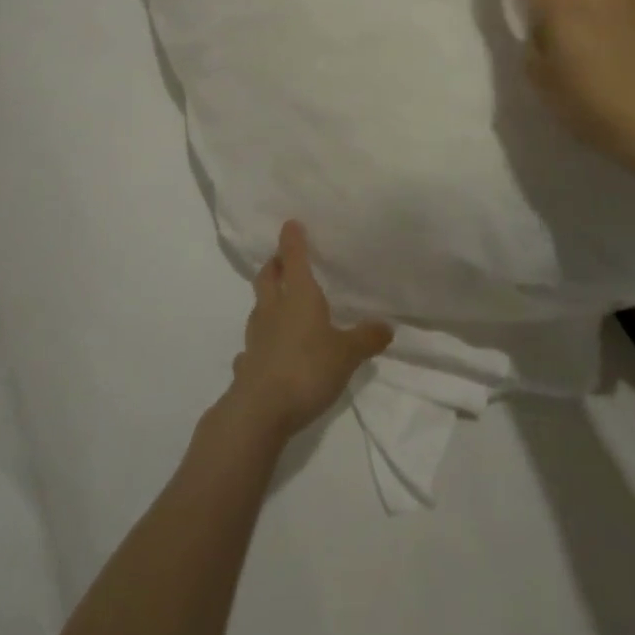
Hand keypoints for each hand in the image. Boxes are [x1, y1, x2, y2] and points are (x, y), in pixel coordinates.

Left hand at [229, 221, 392, 439]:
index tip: (290, 224)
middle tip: (281, 260)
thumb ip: (366, 339)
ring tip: (278, 302)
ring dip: (267, 299)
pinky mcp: (247, 363)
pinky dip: (261, 341)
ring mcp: (256, 336)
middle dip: (274, 264)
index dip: (292, 240)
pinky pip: (252, 345)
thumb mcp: (347, 354)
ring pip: (258, 307)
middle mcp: (273, 309)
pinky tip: (266, 350)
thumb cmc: (307, 369)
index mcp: (298, 296)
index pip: (293, 258)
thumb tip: (387, 326)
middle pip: (267, 277)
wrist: (260, 410)